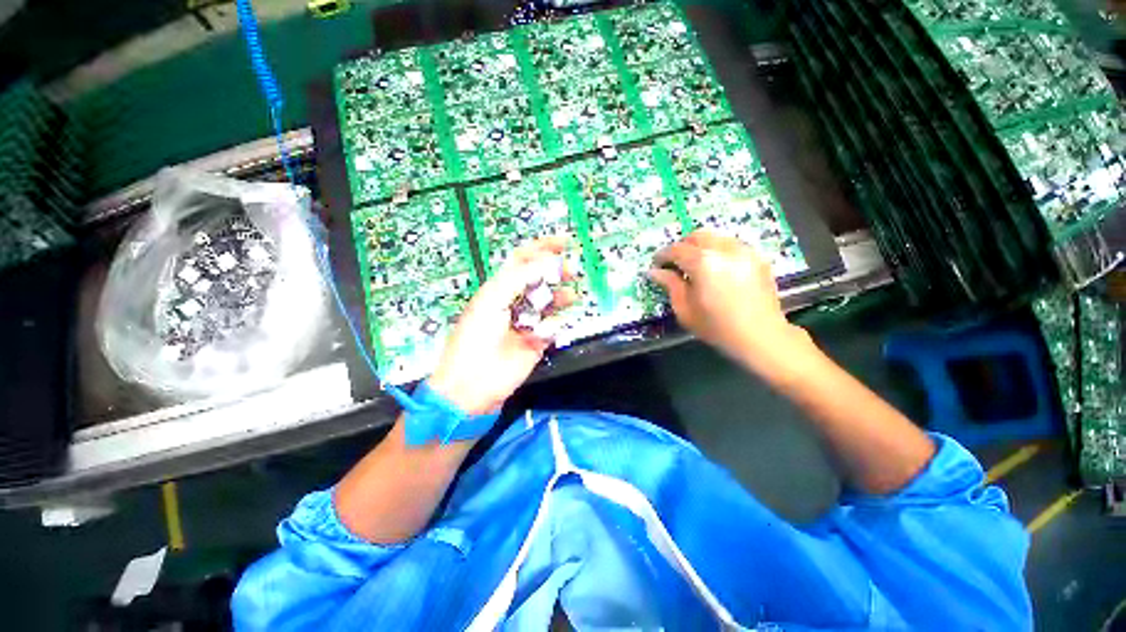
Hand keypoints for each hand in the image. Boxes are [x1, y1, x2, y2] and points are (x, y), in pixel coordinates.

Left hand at [428, 236, 575, 415]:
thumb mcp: (492, 300)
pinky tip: (550, 328)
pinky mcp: (536, 342)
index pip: (522, 260)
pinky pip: (552, 327)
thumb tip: (547, 262)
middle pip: (540, 280)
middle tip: (571, 271)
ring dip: (561, 296)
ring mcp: (527, 322)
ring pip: (549, 302)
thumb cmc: (475, 338)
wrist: (471, 385)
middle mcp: (514, 301)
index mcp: (499, 288)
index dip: (541, 248)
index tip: (564, 242)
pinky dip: (555, 325)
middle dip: (556, 271)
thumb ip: (518, 279)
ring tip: (570, 295)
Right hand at [649, 230, 812, 379]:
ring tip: (695, 265)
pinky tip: (716, 269)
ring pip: (715, 237)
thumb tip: (654, 271)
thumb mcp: (685, 309)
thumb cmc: (717, 327)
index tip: (656, 265)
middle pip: (697, 236)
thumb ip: (670, 285)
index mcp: (703, 263)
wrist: (761, 336)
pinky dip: (718, 251)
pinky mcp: (757, 257)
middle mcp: (724, 250)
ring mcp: (744, 251)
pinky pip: (731, 245)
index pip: (676, 249)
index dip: (662, 255)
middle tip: (675, 263)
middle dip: (682, 246)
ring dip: (700, 247)